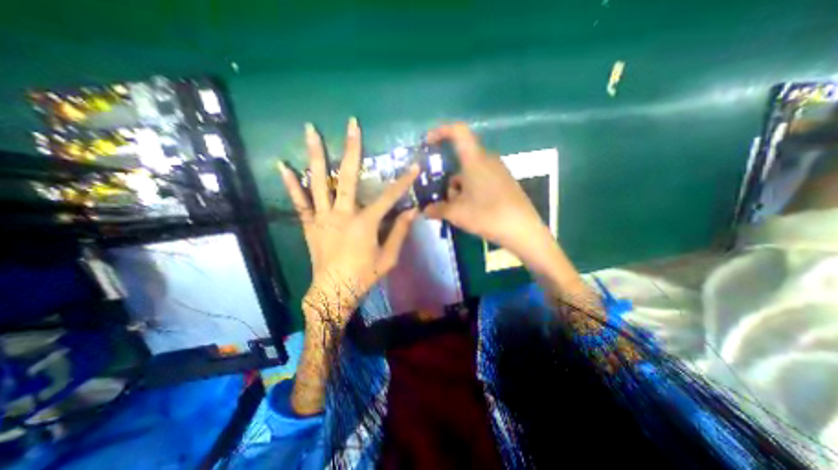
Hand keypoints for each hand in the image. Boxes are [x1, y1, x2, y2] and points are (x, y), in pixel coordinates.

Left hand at [278, 117, 418, 325]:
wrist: (334, 292)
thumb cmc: (364, 276)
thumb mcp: (389, 258)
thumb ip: (400, 232)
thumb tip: (412, 211)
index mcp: (365, 223)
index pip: (389, 196)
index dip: (403, 181)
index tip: (414, 165)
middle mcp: (342, 214)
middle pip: (346, 176)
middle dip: (351, 148)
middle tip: (352, 124)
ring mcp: (322, 217)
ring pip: (318, 181)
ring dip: (314, 154)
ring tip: (310, 129)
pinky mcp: (309, 225)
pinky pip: (299, 202)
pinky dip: (291, 184)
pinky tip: (282, 165)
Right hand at [426, 121, 588, 300]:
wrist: (522, 230)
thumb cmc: (486, 215)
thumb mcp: (456, 213)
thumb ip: (437, 209)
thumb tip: (425, 210)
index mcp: (474, 159)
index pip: (458, 131)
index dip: (441, 131)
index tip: (428, 142)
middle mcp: (488, 160)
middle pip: (461, 161)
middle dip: (450, 180)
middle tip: (445, 200)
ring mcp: (499, 171)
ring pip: (471, 173)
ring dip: (460, 189)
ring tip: (459, 211)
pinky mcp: (505, 182)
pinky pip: (482, 180)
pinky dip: (472, 191)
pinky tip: (473, 211)